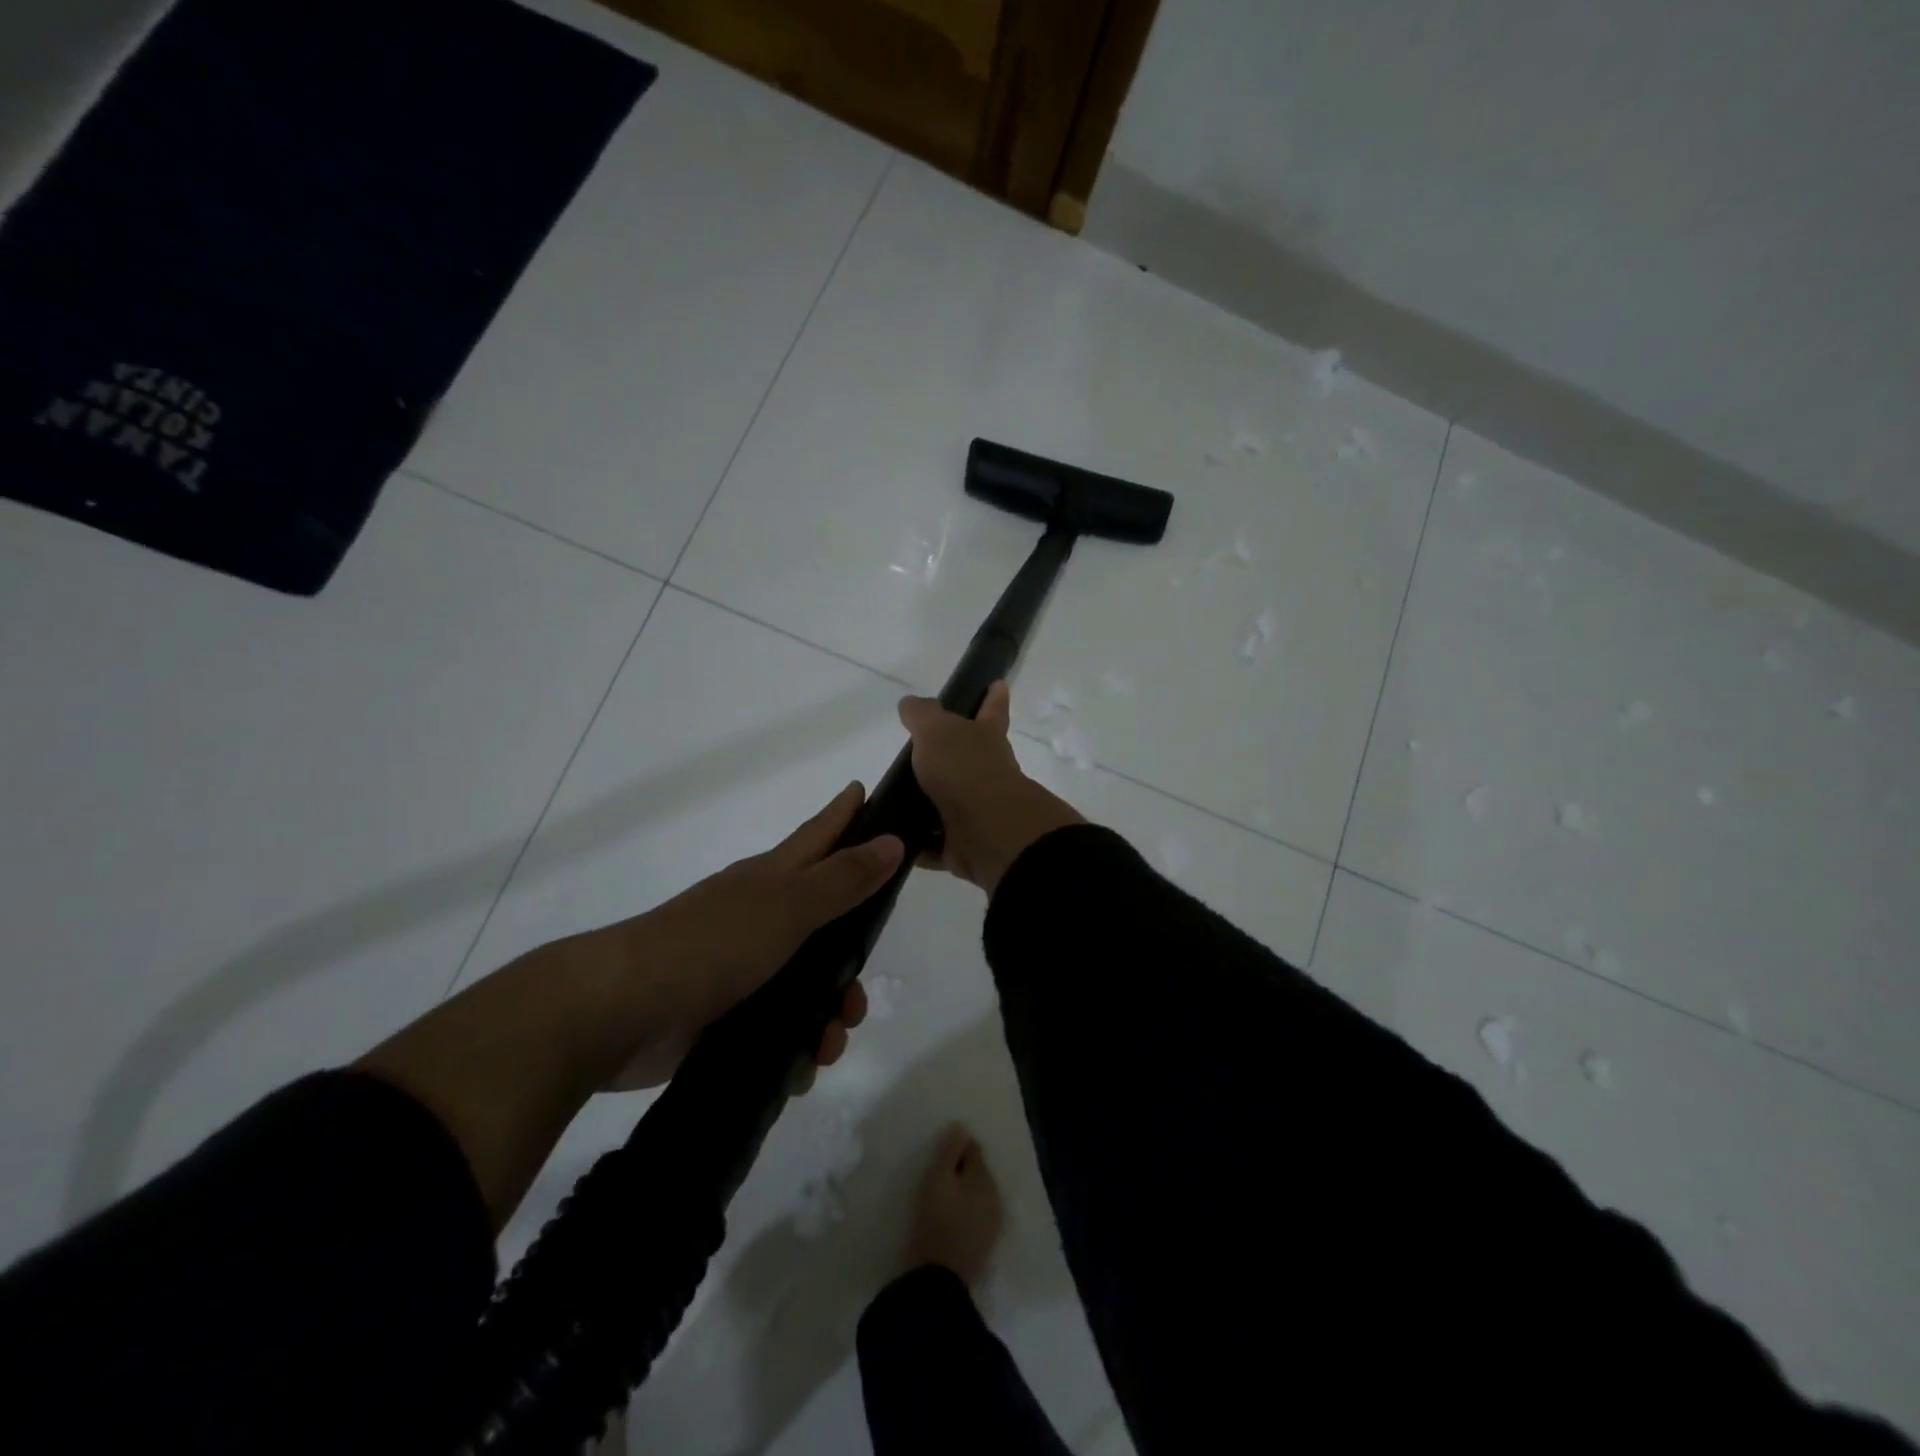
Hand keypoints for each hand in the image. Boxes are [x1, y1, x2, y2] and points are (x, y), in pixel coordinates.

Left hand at [554, 783, 904, 1089]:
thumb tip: (893, 840)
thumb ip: (843, 879)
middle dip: (850, 961)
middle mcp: (759, 916)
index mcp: (771, 879)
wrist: (621, 1011)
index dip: (845, 814)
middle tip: (859, 997)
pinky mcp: (724, 1013)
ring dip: (826, 1015)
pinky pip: (778, 1027)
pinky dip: (796, 1045)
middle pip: (824, 923)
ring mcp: (739, 966)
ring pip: (805, 983)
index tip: (867, 791)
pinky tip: (802, 1069)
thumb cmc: (712, 944)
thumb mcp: (788, 906)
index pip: (819, 835)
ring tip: (829, 1043)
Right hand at [897, 682, 1082, 893]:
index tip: (999, 684)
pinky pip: (935, 843)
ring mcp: (978, 810)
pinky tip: (892, 840)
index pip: (992, 710)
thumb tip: (910, 702)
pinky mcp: (964, 844)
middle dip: (949, 757)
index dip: (994, 697)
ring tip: (891, 803)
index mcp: (985, 738)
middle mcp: (986, 773)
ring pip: (949, 804)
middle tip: (915, 756)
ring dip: (926, 805)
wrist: (987, 831)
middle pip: (968, 760)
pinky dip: (918, 843)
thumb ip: (922, 715)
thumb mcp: (937, 730)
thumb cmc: (964, 770)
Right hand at [902, 1124, 1003, 1287]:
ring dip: (966, 1192)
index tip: (940, 1153)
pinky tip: (953, 1218)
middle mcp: (995, 1197)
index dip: (956, 1148)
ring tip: (945, 1196)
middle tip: (940, 1175)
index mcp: (984, 1178)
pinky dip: (967, 1212)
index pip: (973, 1150)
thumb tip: (962, 1126)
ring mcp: (993, 1224)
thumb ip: (949, 1151)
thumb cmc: (935, 1221)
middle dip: (963, 1170)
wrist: (939, 1281)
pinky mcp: (985, 1246)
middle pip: (978, 1173)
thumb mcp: (937, 1179)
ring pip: (979, 1195)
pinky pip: (977, 1217)